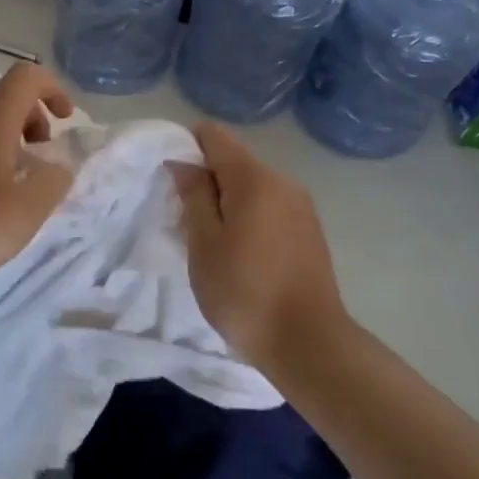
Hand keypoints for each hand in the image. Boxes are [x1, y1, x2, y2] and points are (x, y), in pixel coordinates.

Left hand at [0, 63, 75, 299]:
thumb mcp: (30, 207)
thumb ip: (55, 178)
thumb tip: (56, 166)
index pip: (26, 76)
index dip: (53, 89)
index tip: (66, 122)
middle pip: (3, 95)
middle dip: (33, 117)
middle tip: (43, 156)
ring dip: (8, 137)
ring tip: (18, 180)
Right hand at [169, 121, 350, 364]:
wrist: (307, 342)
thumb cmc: (244, 291)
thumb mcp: (204, 242)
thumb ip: (193, 195)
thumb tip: (183, 162)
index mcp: (255, 178)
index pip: (214, 135)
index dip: (186, 146)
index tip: (169, 178)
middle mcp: (283, 181)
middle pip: (233, 161)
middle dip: (205, 179)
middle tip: (183, 218)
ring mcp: (300, 206)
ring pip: (251, 186)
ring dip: (226, 201)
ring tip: (209, 240)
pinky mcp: (309, 230)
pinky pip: (268, 207)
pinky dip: (247, 217)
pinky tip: (238, 252)